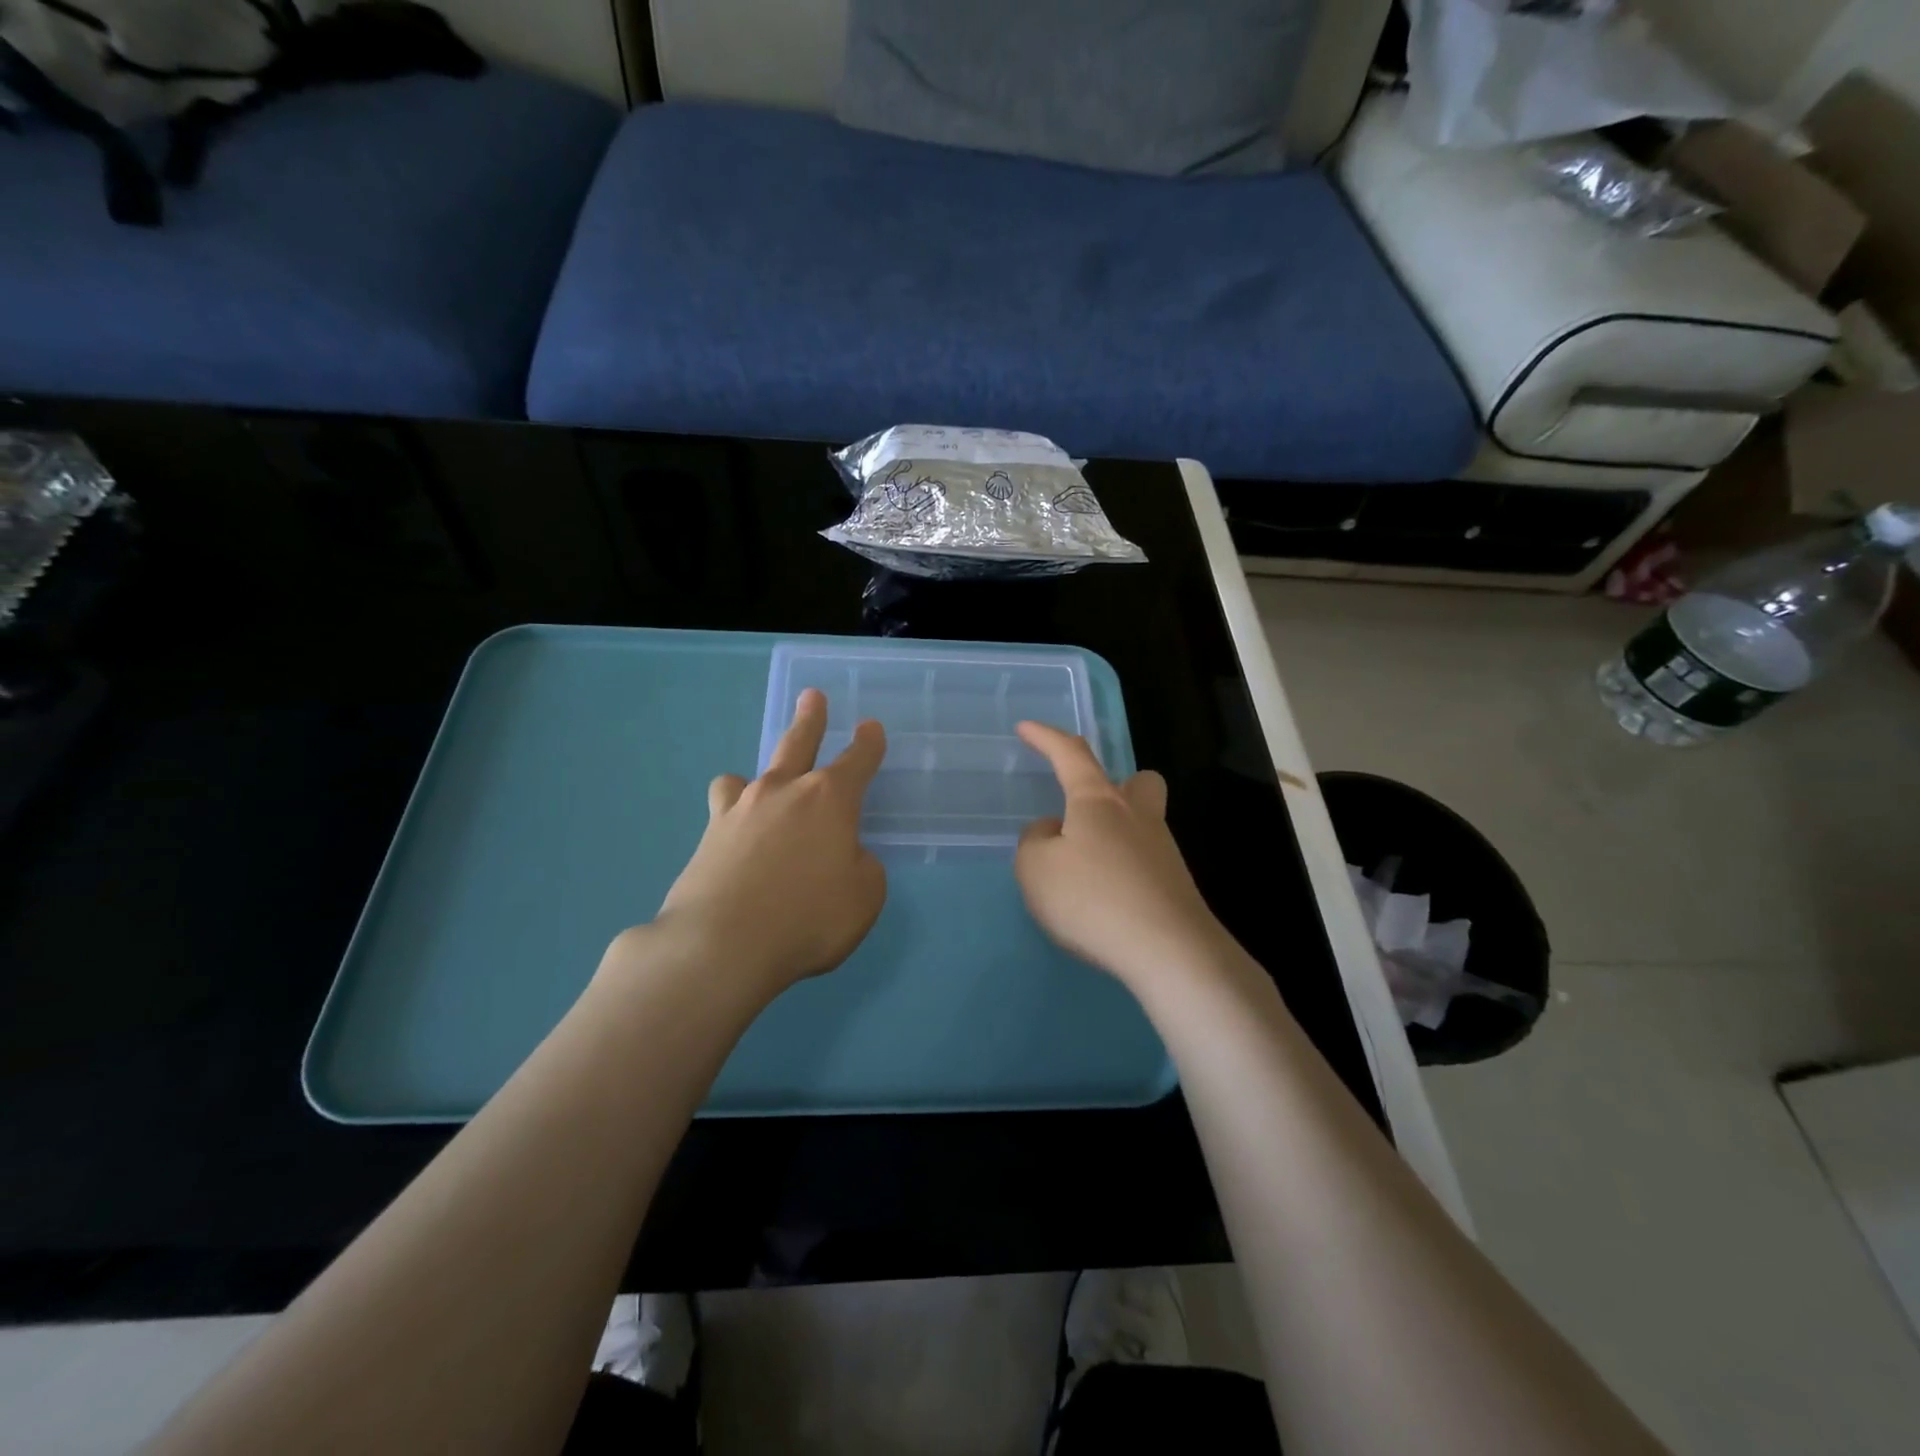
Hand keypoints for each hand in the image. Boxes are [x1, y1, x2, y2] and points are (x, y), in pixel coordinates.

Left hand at [644, 689, 886, 997]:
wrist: (721, 945)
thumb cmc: (808, 918)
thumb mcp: (864, 897)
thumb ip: (861, 869)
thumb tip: (844, 858)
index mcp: (829, 800)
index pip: (856, 760)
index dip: (867, 744)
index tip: (870, 728)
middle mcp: (783, 793)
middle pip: (798, 744)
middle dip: (810, 719)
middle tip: (811, 696)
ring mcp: (739, 812)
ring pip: (747, 776)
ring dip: (757, 774)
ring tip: (753, 783)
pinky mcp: (707, 838)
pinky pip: (723, 813)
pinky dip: (733, 817)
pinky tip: (734, 838)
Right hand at [1015, 722, 1226, 990]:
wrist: (1169, 951)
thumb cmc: (1093, 898)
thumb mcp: (1036, 868)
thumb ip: (1035, 841)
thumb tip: (1053, 832)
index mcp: (1098, 800)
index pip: (1071, 754)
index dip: (1046, 738)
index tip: (1026, 728)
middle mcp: (1137, 816)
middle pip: (1138, 782)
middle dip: (1117, 785)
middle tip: (1090, 811)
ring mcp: (1163, 851)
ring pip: (1143, 824)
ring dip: (1115, 836)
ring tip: (1083, 874)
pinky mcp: (1175, 886)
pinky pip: (1145, 864)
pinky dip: (1124, 872)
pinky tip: (1106, 903)